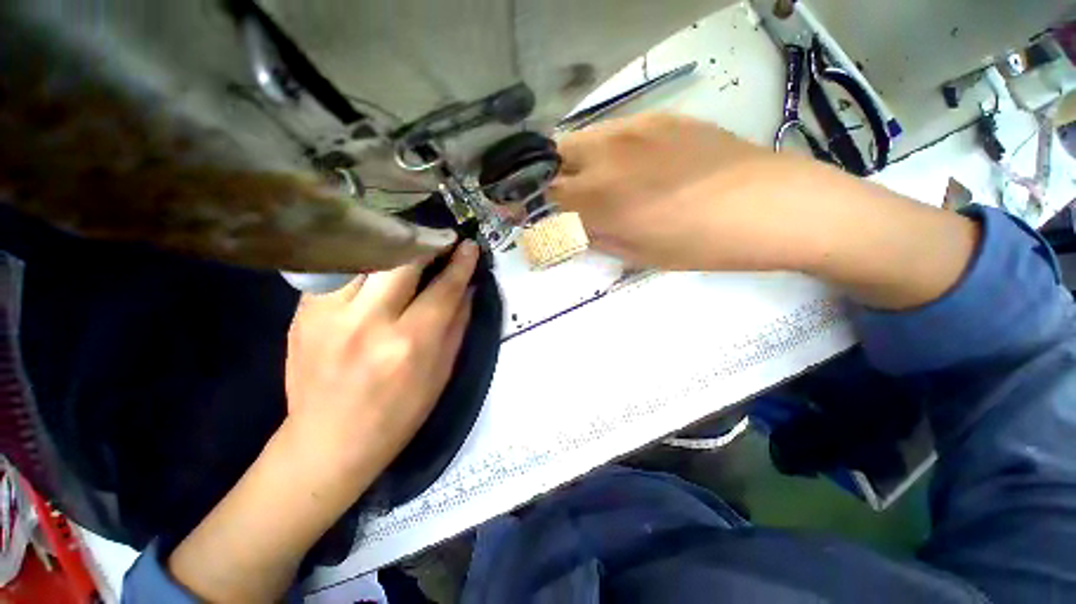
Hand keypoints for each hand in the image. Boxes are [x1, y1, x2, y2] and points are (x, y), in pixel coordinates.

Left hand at [284, 241, 477, 485]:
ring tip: (408, 247)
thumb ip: (457, 324)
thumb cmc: (398, 413)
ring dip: (393, 247)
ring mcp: (328, 315)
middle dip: (425, 243)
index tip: (469, 246)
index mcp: (409, 344)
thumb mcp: (441, 373)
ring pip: (365, 256)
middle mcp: (368, 322)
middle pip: (401, 260)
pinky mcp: (302, 314)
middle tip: (439, 240)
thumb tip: (468, 287)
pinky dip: (362, 263)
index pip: (443, 289)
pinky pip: (339, 271)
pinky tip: (374, 268)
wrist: (329, 442)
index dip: (460, 264)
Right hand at [551, 113, 811, 271]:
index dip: (528, 203)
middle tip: (557, 195)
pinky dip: (604, 149)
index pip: (545, 194)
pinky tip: (628, 165)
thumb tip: (574, 227)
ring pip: (581, 138)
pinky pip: (614, 130)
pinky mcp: (659, 117)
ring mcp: (634, 129)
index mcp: (601, 198)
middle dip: (546, 175)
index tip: (520, 210)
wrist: (769, 205)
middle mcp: (607, 156)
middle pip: (554, 155)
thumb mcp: (638, 254)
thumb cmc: (700, 243)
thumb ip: (596, 237)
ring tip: (592, 180)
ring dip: (574, 160)